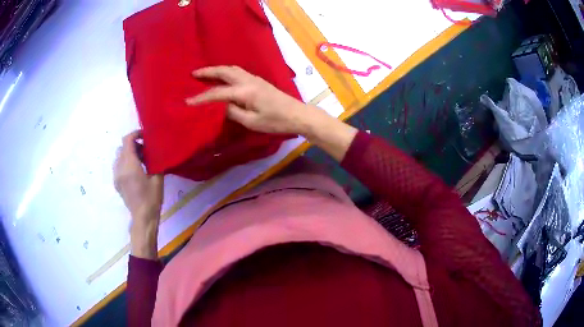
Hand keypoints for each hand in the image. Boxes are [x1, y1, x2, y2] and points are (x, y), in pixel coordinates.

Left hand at [114, 130, 163, 258]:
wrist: (143, 217)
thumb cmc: (152, 198)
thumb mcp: (157, 178)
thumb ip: (154, 160)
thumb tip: (155, 149)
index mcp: (129, 165)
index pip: (127, 140)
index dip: (136, 134)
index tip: (145, 136)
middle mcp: (119, 168)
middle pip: (123, 147)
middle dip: (133, 145)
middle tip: (145, 150)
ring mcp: (116, 175)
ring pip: (119, 156)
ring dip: (128, 153)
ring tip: (140, 161)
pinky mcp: (116, 182)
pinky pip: (118, 165)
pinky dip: (125, 162)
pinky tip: (135, 171)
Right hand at [186, 66, 313, 134]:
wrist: (297, 114)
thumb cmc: (275, 121)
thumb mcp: (252, 122)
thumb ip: (233, 112)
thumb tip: (219, 106)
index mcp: (244, 91)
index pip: (217, 93)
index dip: (201, 97)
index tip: (187, 101)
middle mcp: (248, 80)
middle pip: (224, 71)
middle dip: (207, 72)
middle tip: (193, 74)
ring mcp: (254, 78)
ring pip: (231, 69)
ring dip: (217, 70)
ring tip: (204, 74)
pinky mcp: (259, 81)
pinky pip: (238, 72)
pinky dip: (226, 72)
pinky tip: (222, 77)